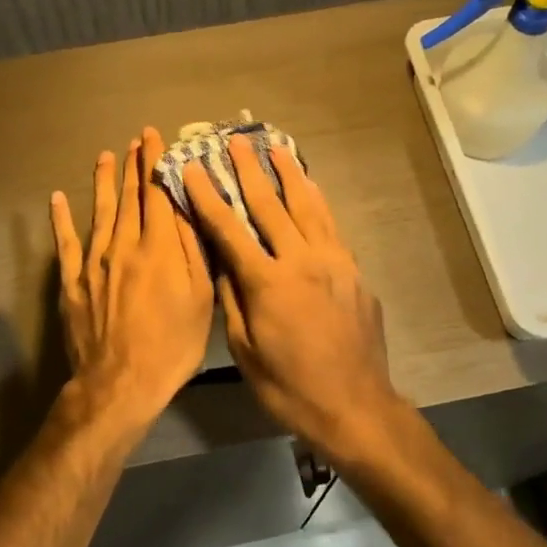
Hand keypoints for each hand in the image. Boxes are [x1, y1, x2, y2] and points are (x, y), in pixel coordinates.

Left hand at [51, 127, 214, 420]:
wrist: (121, 382)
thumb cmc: (172, 345)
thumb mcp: (201, 298)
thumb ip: (194, 250)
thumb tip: (188, 207)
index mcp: (159, 248)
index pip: (158, 194)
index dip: (157, 163)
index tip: (155, 137)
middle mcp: (124, 246)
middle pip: (129, 198)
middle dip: (133, 166)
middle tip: (135, 139)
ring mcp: (94, 263)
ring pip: (100, 213)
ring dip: (103, 183)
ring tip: (105, 156)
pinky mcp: (73, 283)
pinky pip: (66, 244)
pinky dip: (62, 220)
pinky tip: (58, 199)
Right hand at [182, 136, 406, 464]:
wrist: (356, 405)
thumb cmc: (290, 387)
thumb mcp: (245, 351)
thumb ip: (232, 301)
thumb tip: (221, 263)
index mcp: (268, 283)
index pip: (229, 230)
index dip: (207, 197)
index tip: (190, 168)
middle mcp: (302, 261)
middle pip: (271, 206)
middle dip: (249, 171)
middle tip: (235, 141)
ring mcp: (333, 263)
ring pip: (308, 207)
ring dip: (289, 175)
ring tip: (276, 148)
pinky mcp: (354, 272)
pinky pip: (331, 226)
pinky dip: (318, 202)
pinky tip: (311, 189)